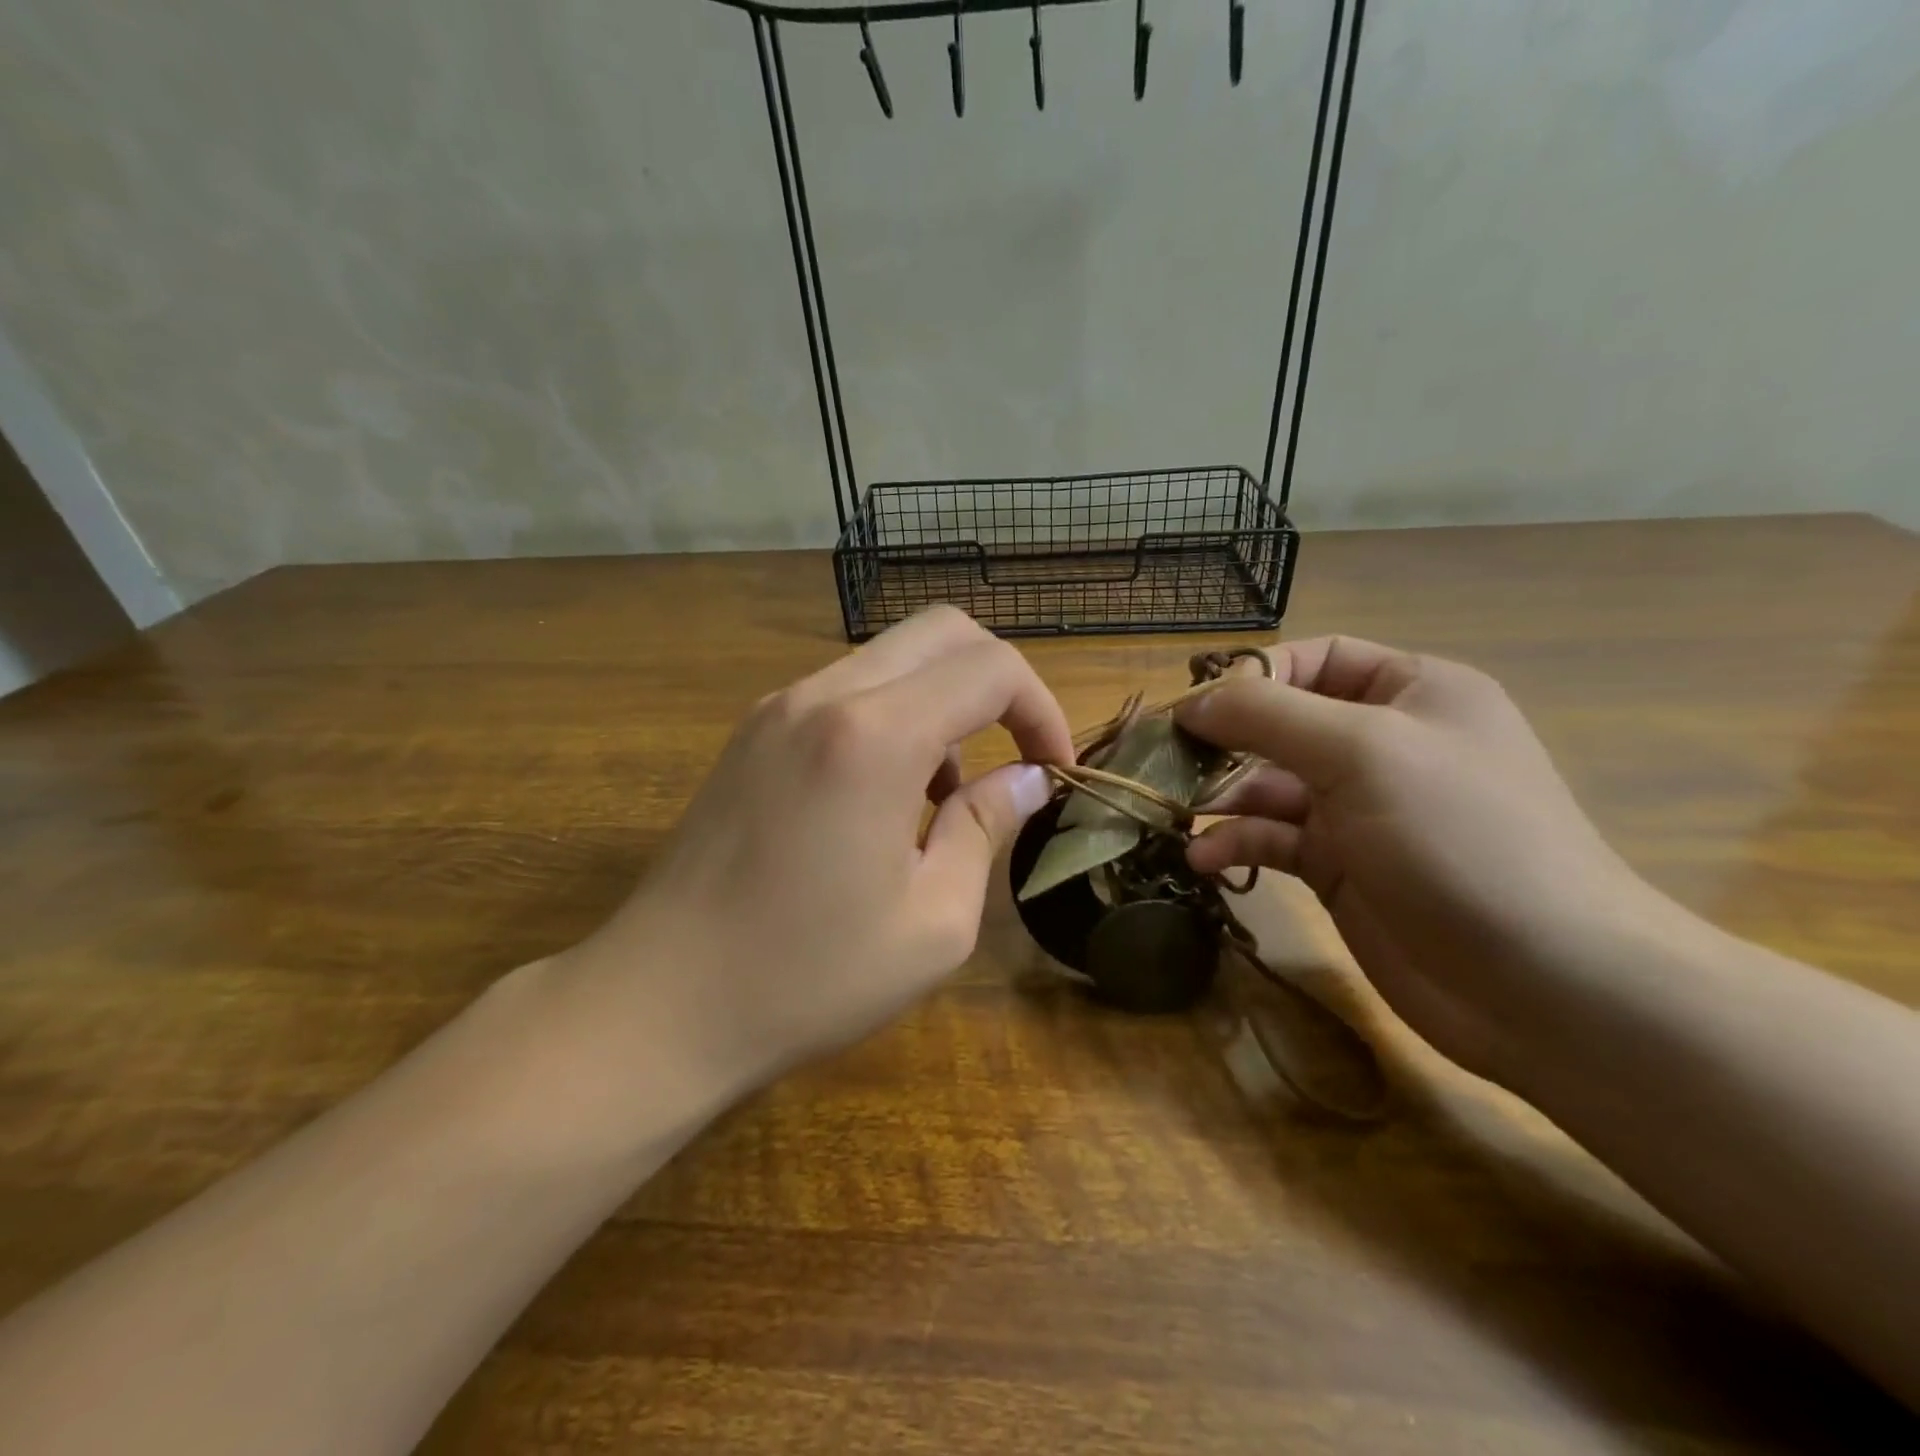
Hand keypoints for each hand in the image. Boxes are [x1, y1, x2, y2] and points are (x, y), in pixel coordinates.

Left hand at [563, 606, 1069, 1105]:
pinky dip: (893, 718)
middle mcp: (824, 696)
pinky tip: (885, 799)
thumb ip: (987, 828)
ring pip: (892, 658)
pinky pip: (847, 692)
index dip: (1042, 709)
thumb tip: (1026, 780)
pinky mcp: (753, 732)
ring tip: (944, 799)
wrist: (661, 1002)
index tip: (1053, 770)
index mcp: (875, 737)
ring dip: (942, 705)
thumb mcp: (933, 921)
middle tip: (1016, 756)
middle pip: (942, 633)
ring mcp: (779, 708)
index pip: (990, 668)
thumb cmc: (808, 977)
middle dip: (999, 684)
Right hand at [1177, 636, 1654, 1084]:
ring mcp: (1360, 810)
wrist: (1544, 984)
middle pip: (1281, 724)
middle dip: (1223, 742)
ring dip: (1221, 797)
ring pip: (1268, 785)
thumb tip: (1193, 702)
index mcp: (1411, 693)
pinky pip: (1273, 838)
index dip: (1252, 677)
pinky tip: (1205, 859)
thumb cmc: (1458, 837)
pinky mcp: (1340, 867)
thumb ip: (1269, 715)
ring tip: (1175, 815)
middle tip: (1163, 765)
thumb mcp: (1363, 751)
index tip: (1195, 710)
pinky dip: (1237, 842)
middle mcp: (1383, 744)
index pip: (1315, 659)